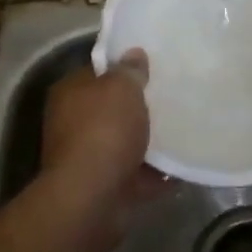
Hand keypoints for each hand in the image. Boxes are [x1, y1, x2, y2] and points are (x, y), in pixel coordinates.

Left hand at [41, 49, 167, 238]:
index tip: (151, 66)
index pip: (97, 72)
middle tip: (170, 96)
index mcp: (70, 93)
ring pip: (124, 142)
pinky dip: (155, 172)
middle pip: (111, 108)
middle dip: (137, 106)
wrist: (92, 198)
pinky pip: (136, 173)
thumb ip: (130, 70)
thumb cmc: (104, 130)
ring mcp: (87, 158)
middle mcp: (72, 123)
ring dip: (147, 140)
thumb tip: (134, 53)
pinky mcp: (104, 187)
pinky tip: (181, 164)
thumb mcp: (122, 88)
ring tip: (181, 129)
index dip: (122, 67)